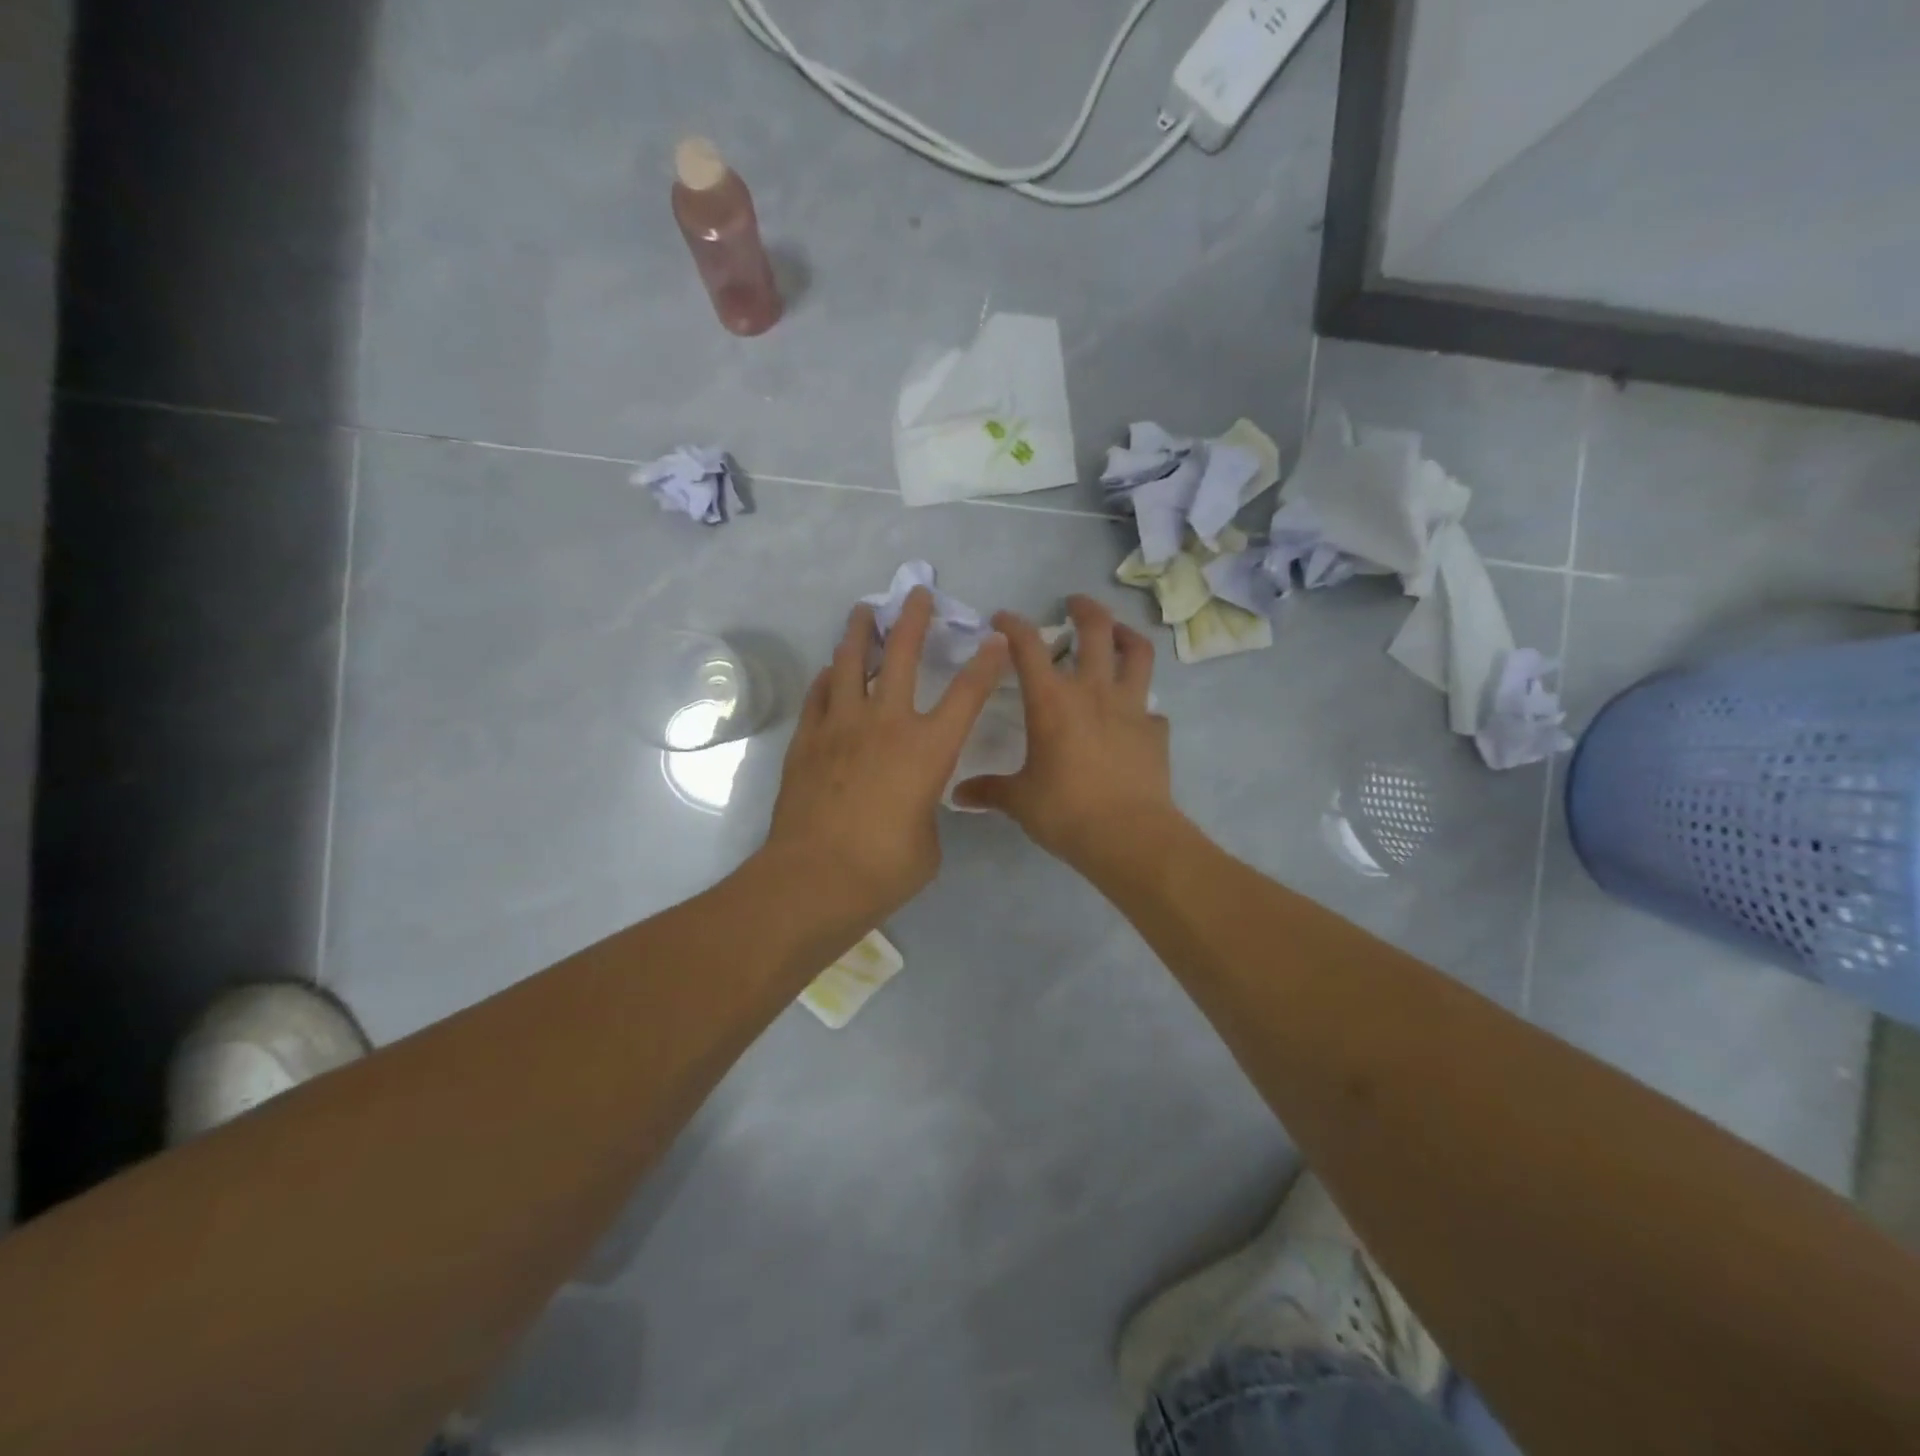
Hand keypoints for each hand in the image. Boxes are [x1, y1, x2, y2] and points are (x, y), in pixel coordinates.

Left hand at [766, 588, 1007, 917]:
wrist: (814, 878)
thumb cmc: (884, 868)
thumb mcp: (928, 842)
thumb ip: (925, 809)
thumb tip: (911, 800)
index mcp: (928, 749)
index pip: (967, 694)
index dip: (986, 663)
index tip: (994, 639)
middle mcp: (886, 724)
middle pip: (902, 655)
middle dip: (914, 619)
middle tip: (918, 594)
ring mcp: (841, 727)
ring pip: (850, 663)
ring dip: (860, 633)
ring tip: (864, 611)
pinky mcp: (807, 740)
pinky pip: (818, 695)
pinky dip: (827, 678)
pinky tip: (830, 671)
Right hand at [955, 595, 1174, 872]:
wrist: (1128, 835)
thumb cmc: (1065, 811)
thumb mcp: (1020, 800)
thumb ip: (989, 791)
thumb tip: (958, 795)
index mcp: (1052, 701)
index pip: (1028, 647)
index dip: (1014, 625)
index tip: (1003, 620)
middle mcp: (1093, 692)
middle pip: (1095, 631)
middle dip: (1084, 609)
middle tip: (1075, 603)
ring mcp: (1131, 707)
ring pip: (1137, 654)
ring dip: (1127, 636)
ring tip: (1119, 633)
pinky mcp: (1155, 731)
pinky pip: (1151, 708)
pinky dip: (1141, 705)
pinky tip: (1135, 716)